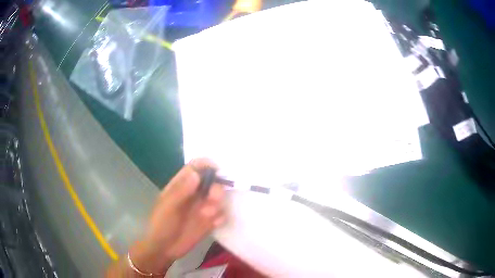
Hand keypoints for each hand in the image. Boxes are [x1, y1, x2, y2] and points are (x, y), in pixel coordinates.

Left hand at [129, 158, 225, 274]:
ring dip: (218, 203)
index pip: (196, 167)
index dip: (207, 165)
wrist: (164, 249)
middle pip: (212, 181)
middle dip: (216, 187)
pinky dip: (220, 218)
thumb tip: (196, 174)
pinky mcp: (209, 221)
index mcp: (181, 185)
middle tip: (213, 198)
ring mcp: (202, 207)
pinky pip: (221, 214)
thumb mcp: (168, 207)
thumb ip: (181, 191)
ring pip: (219, 197)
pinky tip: (212, 225)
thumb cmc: (161, 225)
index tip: (217, 170)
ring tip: (208, 215)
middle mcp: (194, 193)